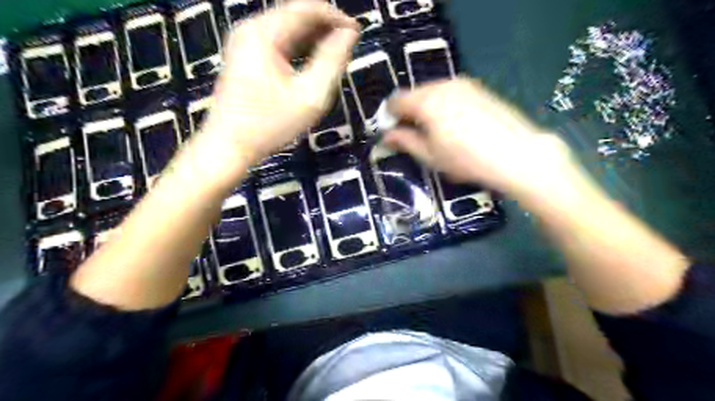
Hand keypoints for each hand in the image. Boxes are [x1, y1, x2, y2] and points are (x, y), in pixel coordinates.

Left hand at [193, 0, 360, 180]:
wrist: (230, 145)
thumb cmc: (271, 124)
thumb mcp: (310, 96)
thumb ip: (332, 61)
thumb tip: (349, 35)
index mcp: (264, 34)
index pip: (306, 9)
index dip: (335, 17)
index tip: (357, 32)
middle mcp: (251, 29)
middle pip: (296, 15)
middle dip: (325, 27)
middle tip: (348, 46)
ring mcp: (245, 42)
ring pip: (288, 28)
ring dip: (314, 38)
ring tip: (336, 54)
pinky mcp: (246, 56)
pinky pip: (279, 42)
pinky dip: (299, 48)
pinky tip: (314, 62)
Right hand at [385, 79, 573, 202]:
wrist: (516, 153)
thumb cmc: (466, 159)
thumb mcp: (430, 155)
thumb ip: (404, 141)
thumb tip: (387, 135)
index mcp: (426, 101)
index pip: (396, 101)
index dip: (389, 116)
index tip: (392, 133)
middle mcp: (442, 85)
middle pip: (414, 94)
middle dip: (407, 112)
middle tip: (412, 134)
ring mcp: (463, 84)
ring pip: (432, 92)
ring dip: (425, 108)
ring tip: (434, 131)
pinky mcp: (478, 88)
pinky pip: (449, 92)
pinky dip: (442, 105)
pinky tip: (453, 124)